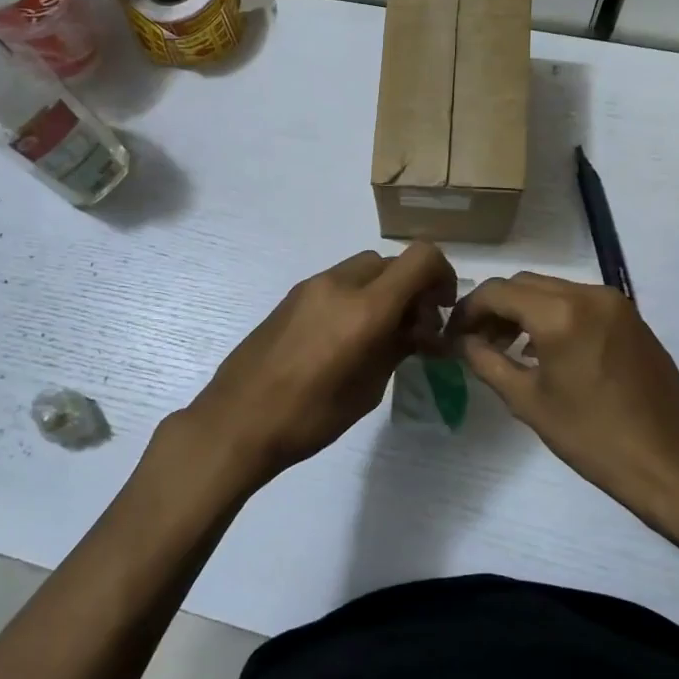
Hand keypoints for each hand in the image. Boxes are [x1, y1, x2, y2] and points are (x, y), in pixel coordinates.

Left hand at [182, 243, 458, 491]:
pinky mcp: (291, 296)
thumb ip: (398, 348)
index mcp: (365, 308)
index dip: (443, 276)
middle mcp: (339, 284)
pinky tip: (347, 336)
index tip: (441, 310)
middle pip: (392, 262)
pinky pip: (338, 282)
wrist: (236, 421)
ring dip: (383, 291)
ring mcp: (311, 286)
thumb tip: (419, 330)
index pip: (421, 258)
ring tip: (380, 335)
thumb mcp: (367, 389)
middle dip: (412, 288)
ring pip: (364, 269)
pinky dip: (357, 296)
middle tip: (413, 330)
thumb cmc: (309, 417)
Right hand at [449, 273, 678, 541]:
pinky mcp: (631, 316)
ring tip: (509, 348)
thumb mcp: (526, 400)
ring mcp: (615, 303)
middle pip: (524, 284)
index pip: (497, 292)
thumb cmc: (590, 436)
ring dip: (524, 310)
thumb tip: (461, 341)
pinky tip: (546, 350)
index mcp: (560, 314)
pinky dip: (553, 315)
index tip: (454, 334)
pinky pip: (579, 301)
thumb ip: (486, 361)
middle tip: (478, 341)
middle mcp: (588, 294)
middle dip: (495, 308)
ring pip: (552, 289)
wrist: (667, 460)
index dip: (468, 310)